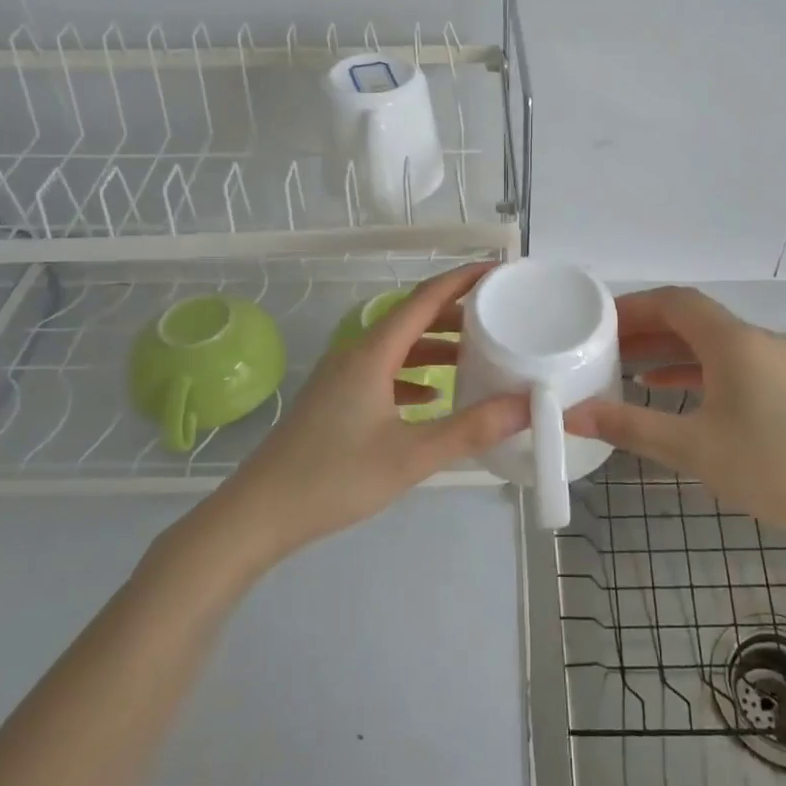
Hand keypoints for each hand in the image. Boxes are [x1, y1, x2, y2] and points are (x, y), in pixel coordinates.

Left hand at [210, 263, 527, 563]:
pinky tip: (433, 397)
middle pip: (411, 319)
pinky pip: (383, 372)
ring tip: (475, 356)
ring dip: (435, 346)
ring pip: (397, 347)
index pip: (424, 299)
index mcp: (373, 353)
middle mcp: (356, 354)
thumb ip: (471, 429)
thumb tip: (526, 405)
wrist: (259, 513)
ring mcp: (342, 377)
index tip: (497, 271)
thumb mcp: (411, 456)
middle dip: (455, 314)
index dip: (462, 280)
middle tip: (497, 317)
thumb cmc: (334, 477)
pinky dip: (413, 375)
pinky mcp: (335, 400)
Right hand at [569, 286, 785, 554]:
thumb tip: (572, 415)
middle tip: (601, 347)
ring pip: (706, 342)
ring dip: (665, 350)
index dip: (631, 307)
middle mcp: (752, 340)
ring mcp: (771, 362)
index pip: (673, 302)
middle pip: (689, 318)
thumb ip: (630, 427)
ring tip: (622, 368)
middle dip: (643, 328)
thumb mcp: (693, 449)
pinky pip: (725, 363)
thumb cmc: (774, 468)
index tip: (595, 323)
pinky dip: (690, 369)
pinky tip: (665, 390)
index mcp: (731, 341)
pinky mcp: (781, 387)